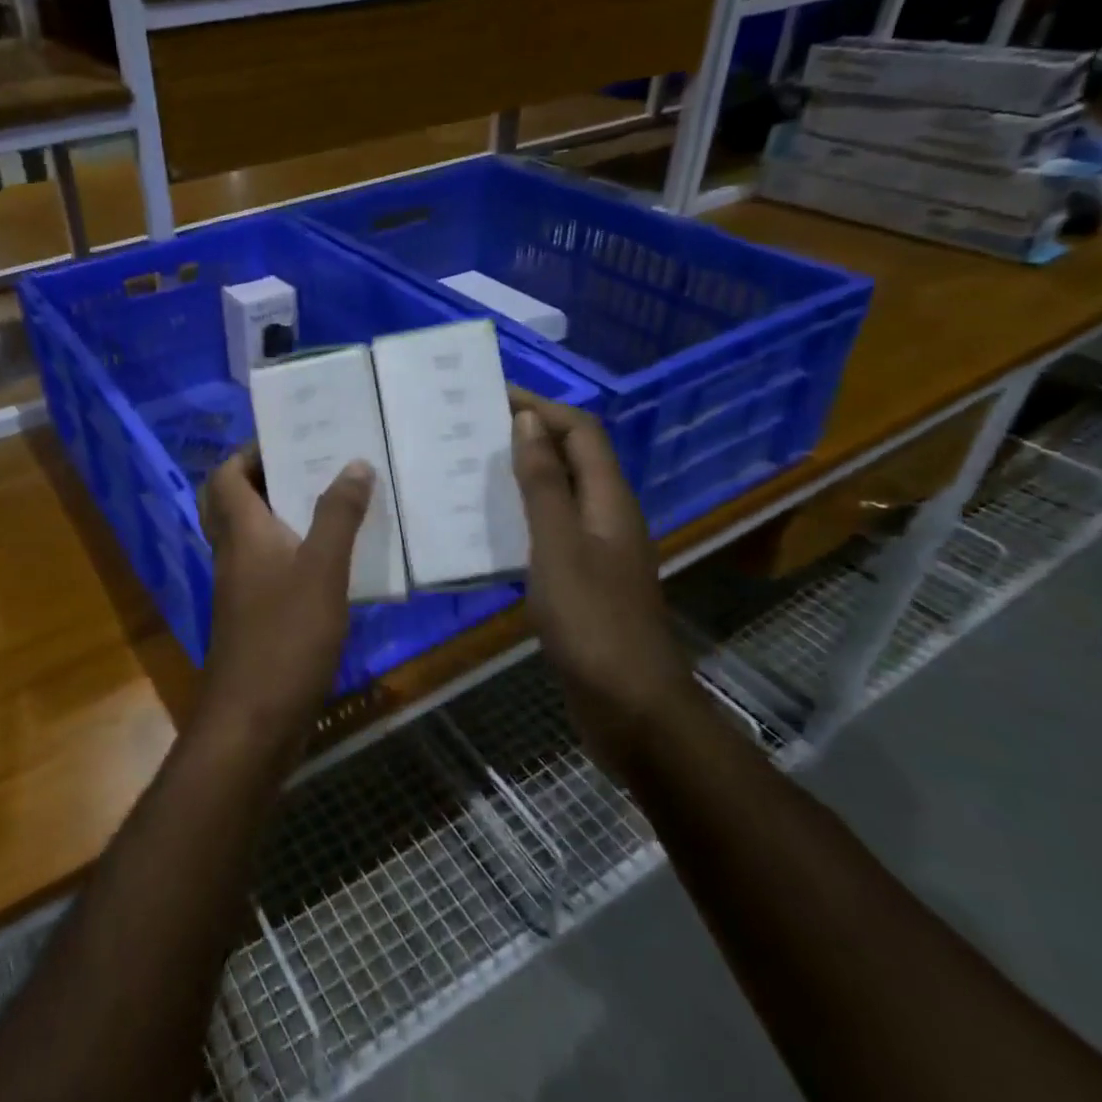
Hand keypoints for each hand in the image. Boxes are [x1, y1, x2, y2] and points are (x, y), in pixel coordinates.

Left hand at [198, 446, 375, 756]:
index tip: (292, 437)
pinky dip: (293, 552)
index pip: (226, 475)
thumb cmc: (286, 637)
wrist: (254, 721)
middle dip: (265, 478)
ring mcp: (241, 588)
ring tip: (331, 501)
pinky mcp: (255, 617)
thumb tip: (354, 463)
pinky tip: (332, 560)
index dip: (250, 452)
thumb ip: (338, 516)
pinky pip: (269, 567)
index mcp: (241, 532)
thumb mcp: (322, 570)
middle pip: (233, 502)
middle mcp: (233, 553)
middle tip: (310, 466)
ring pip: (252, 535)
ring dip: (283, 514)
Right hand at [508, 390, 692, 771]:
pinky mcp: (583, 581)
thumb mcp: (559, 546)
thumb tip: (528, 422)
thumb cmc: (593, 623)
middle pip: (573, 457)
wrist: (631, 707)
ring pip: (560, 493)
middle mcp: (608, 516)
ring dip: (522, 473)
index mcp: (609, 501)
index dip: (542, 406)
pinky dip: (521, 514)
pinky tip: (486, 527)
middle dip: (528, 434)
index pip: (580, 431)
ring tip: (470, 467)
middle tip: (471, 428)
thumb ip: (545, 484)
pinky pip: (550, 529)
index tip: (491, 394)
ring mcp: (597, 551)